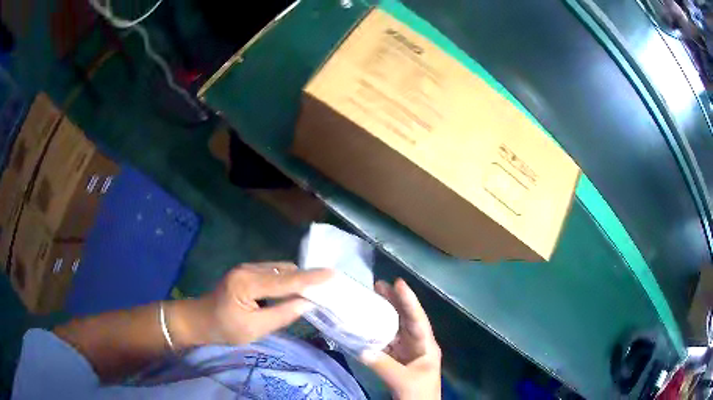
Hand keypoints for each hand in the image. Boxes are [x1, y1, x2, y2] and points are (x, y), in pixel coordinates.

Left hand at [170, 262, 331, 346]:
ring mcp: (247, 268)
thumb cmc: (224, 329)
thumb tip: (308, 303)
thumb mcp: (254, 329)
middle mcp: (248, 269)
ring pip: (280, 270)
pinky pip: (273, 273)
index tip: (333, 274)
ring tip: (314, 292)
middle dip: (306, 279)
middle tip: (327, 290)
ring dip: (297, 280)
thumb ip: (282, 315)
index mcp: (247, 283)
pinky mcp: (247, 272)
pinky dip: (287, 281)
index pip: (285, 280)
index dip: (311, 278)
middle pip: (285, 271)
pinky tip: (293, 292)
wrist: (199, 320)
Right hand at [362, 279, 441, 399]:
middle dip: (395, 302)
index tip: (398, 283)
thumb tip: (361, 349)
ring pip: (395, 329)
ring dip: (384, 315)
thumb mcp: (403, 381)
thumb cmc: (419, 394)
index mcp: (426, 346)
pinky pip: (385, 342)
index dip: (409, 301)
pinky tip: (365, 325)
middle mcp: (417, 345)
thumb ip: (383, 365)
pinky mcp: (396, 360)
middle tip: (379, 284)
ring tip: (372, 297)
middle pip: (406, 319)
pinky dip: (375, 333)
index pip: (418, 320)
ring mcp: (406, 352)